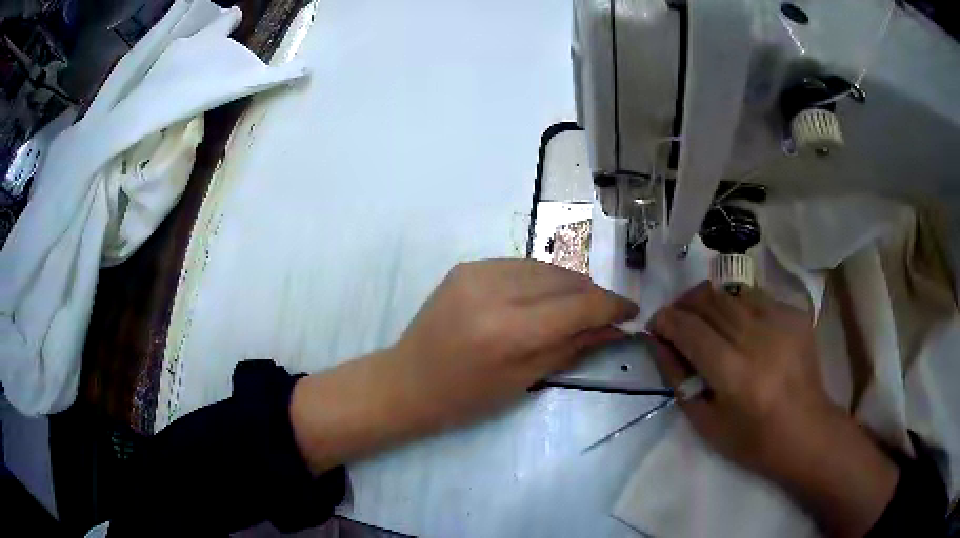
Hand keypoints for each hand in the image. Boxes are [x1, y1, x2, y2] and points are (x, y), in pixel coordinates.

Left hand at [291, 259, 636, 472]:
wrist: (408, 380)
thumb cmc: (465, 397)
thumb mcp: (525, 380)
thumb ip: (573, 347)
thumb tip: (615, 328)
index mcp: (509, 331)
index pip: (579, 306)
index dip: (612, 306)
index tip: (632, 310)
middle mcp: (494, 291)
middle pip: (565, 279)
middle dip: (593, 295)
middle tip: (607, 313)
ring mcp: (477, 272)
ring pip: (545, 266)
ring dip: (570, 284)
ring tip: (579, 306)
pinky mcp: (467, 266)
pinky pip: (520, 265)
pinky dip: (542, 279)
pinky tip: (546, 297)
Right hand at [648, 282, 896, 537]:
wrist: (806, 430)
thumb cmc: (752, 439)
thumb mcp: (705, 421)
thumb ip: (679, 378)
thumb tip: (658, 342)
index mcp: (733, 373)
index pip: (690, 329)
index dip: (666, 320)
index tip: (655, 324)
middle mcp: (758, 338)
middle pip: (710, 300)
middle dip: (683, 304)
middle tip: (675, 319)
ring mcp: (781, 321)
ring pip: (732, 291)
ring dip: (709, 299)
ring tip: (702, 316)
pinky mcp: (795, 315)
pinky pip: (756, 295)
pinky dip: (737, 303)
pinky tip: (737, 323)